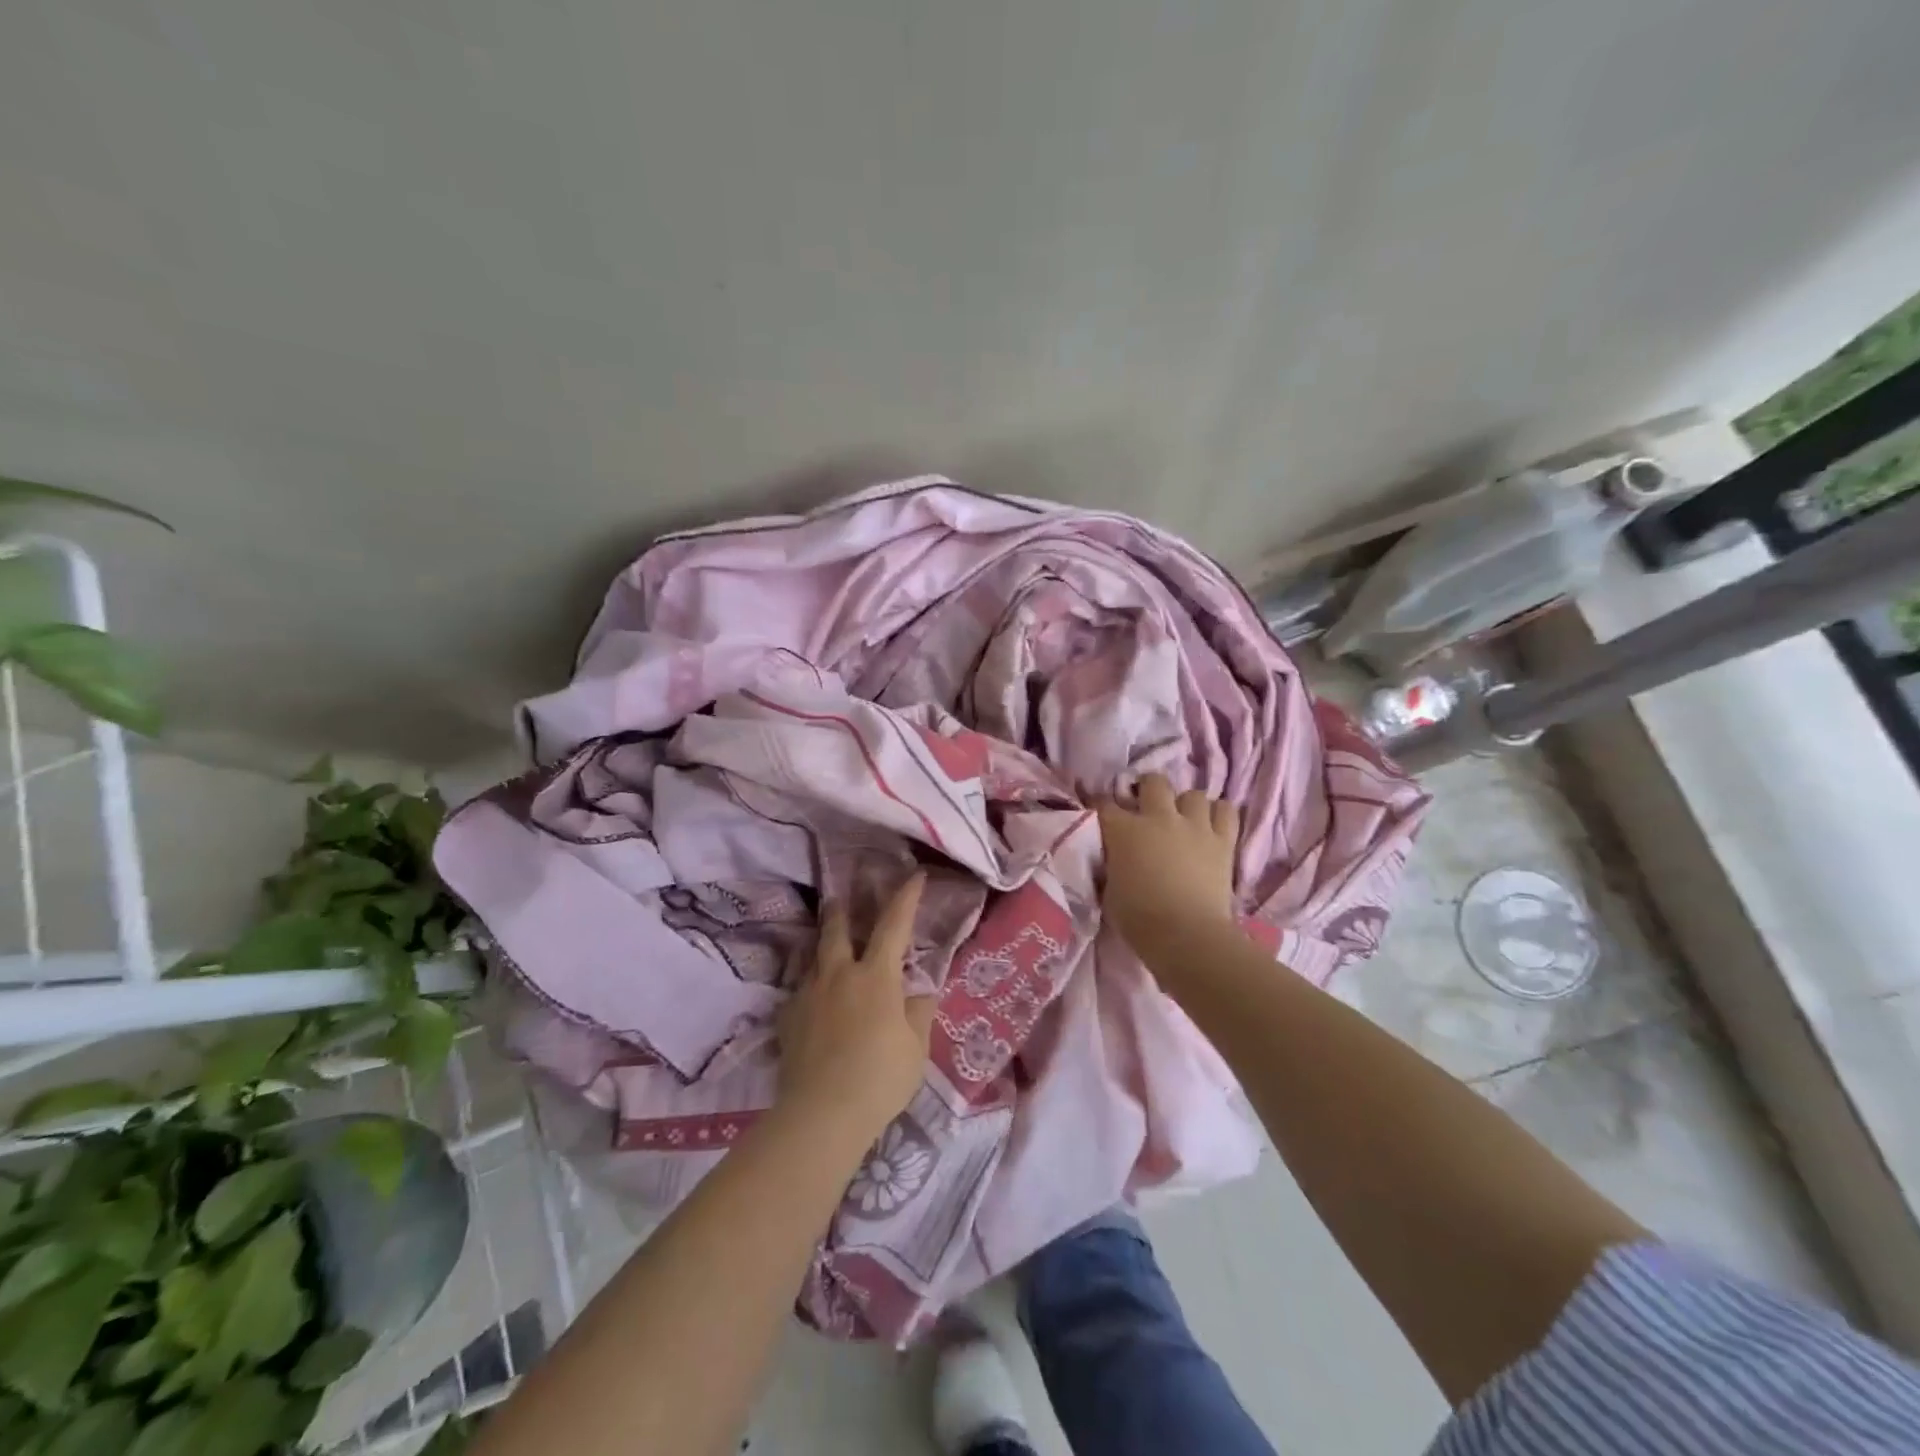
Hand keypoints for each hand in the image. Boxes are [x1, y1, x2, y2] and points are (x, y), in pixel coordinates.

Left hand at [777, 874, 935, 1141]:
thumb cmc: (880, 1078)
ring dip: (821, 942)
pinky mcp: (787, 1017)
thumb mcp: (915, 1046)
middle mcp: (839, 973)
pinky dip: (809, 984)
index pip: (894, 924)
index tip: (915, 876)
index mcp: (876, 976)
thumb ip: (918, 1011)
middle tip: (841, 896)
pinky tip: (812, 997)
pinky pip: (799, 988)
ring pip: (813, 955)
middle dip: (842, 909)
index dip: (906, 897)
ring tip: (824, 940)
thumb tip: (919, 989)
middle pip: (837, 928)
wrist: (822, 1114)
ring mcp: (808, 993)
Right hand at [1095, 774, 1239, 956]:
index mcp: (1123, 830)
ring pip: (1193, 794)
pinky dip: (1219, 815)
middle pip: (1154, 782)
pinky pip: (1226, 811)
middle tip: (1147, 807)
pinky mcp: (1222, 841)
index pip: (1105, 804)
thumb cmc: (1139, 919)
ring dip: (1186, 805)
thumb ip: (1111, 866)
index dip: (1101, 804)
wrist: (1186, 935)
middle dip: (1148, 790)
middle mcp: (1158, 818)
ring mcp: (1194, 826)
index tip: (1101, 812)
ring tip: (1184, 820)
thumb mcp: (1109, 891)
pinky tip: (1212, 826)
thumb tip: (1115, 860)